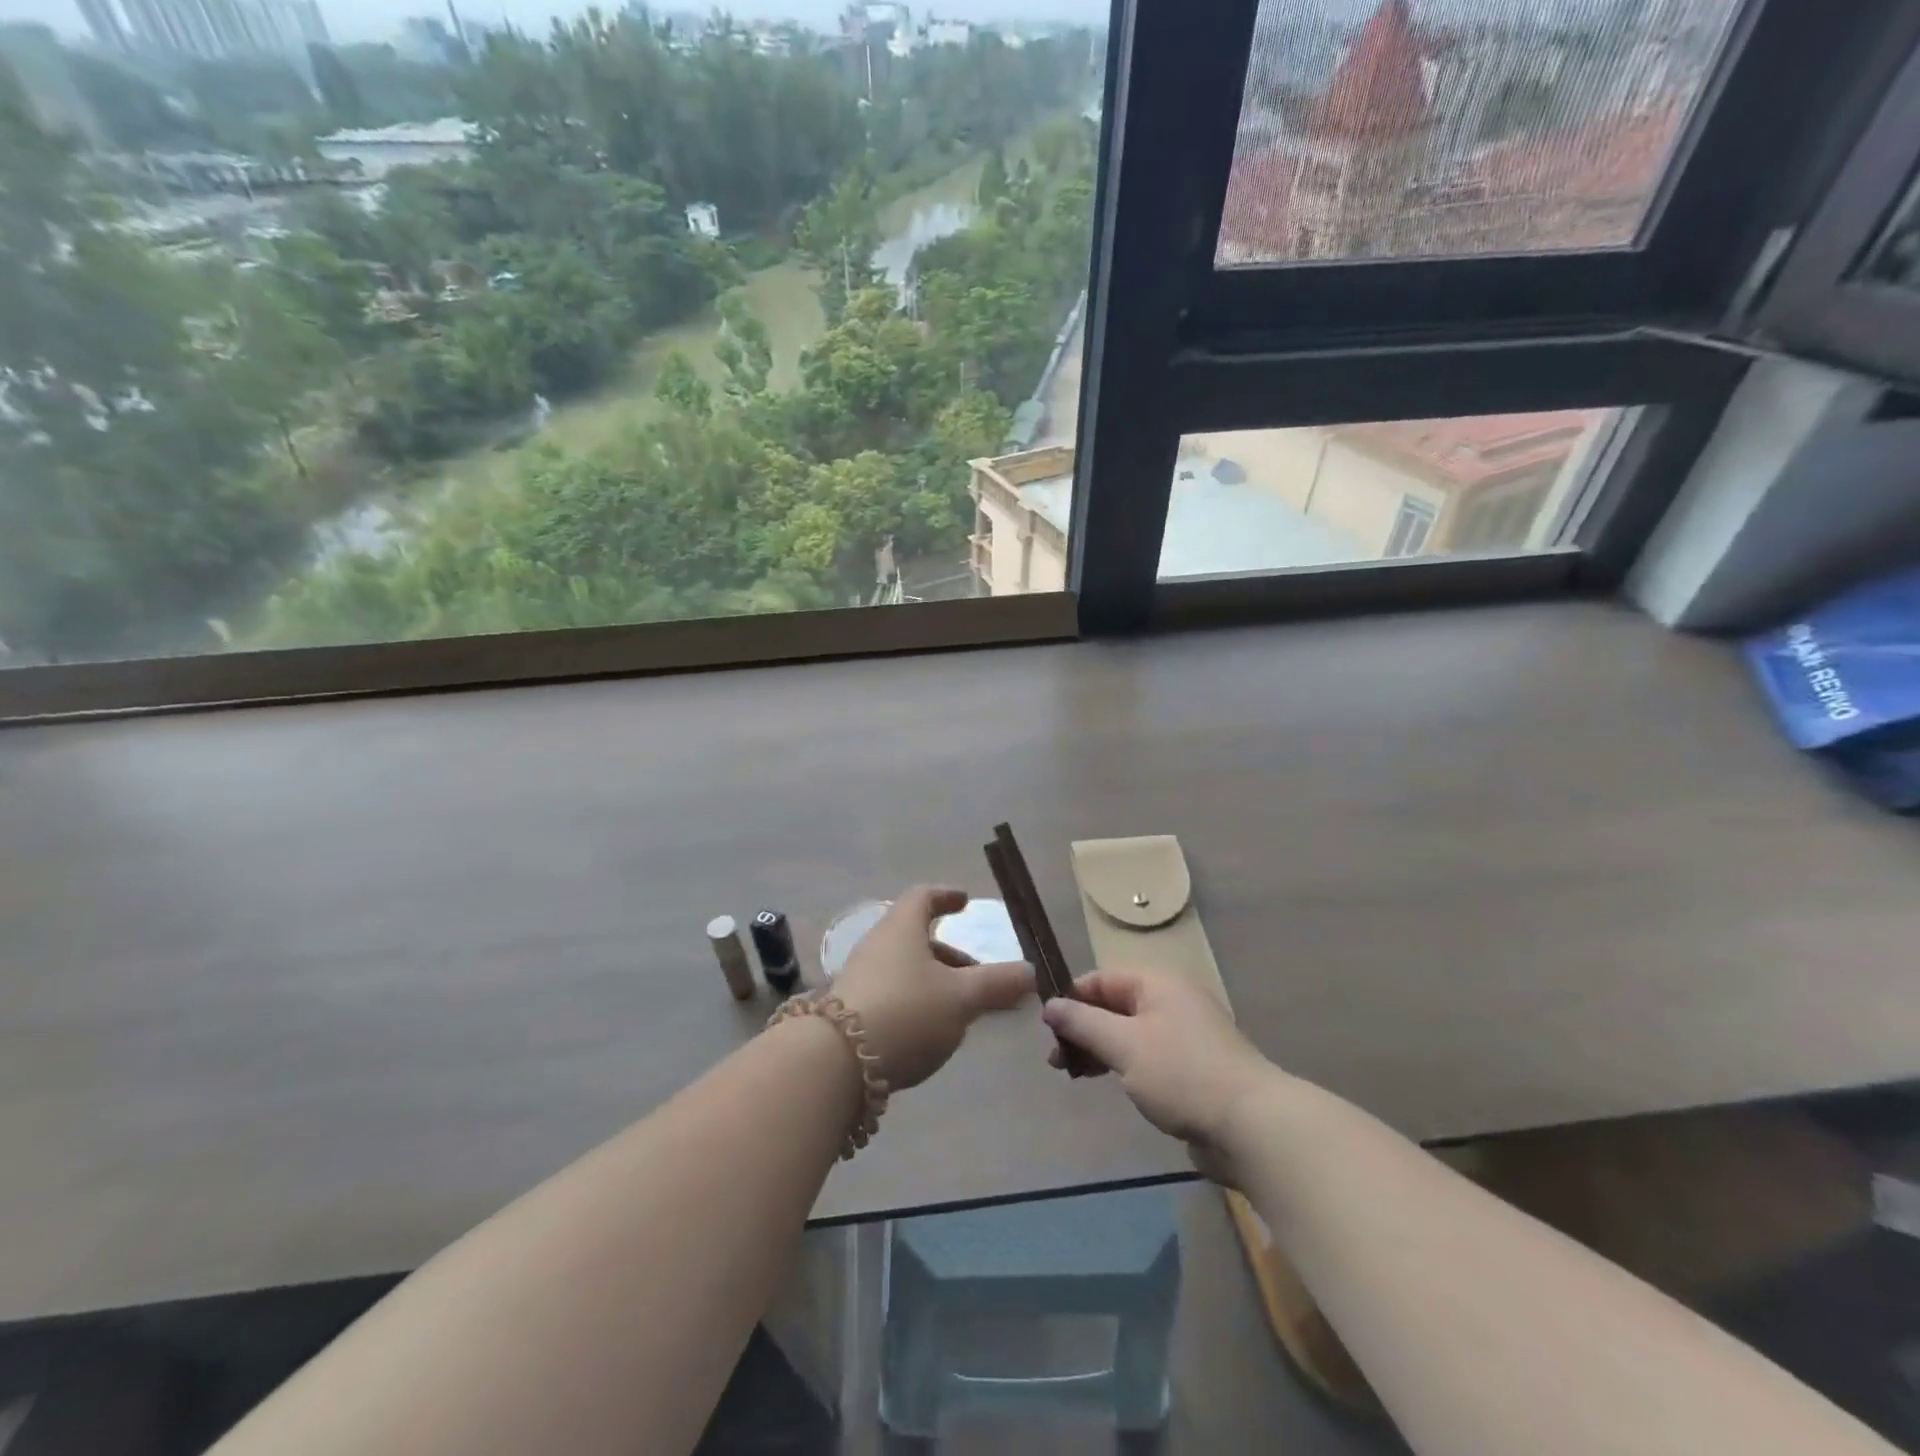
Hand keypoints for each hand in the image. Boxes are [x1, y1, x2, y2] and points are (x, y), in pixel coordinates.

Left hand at [831, 886, 1032, 1090]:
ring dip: (934, 983)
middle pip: (915, 938)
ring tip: (961, 1012)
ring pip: (904, 970)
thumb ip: (998, 984)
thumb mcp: (961, 998)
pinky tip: (930, 1034)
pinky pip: (892, 996)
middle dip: (949, 955)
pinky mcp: (849, 1013)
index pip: (923, 897)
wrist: (834, 1062)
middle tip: (977, 975)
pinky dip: (916, 1004)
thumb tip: (1031, 971)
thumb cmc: (906, 1011)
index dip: (946, 896)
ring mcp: (859, 979)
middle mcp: (877, 946)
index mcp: (902, 928)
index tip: (964, 902)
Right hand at [1042, 969, 1274, 1182]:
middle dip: (1082, 1030)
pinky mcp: (1194, 1069)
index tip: (1046, 1028)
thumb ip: (1083, 1023)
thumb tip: (1050, 1005)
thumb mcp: (1124, 1045)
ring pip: (1130, 1034)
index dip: (1072, 998)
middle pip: (1115, 1006)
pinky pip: (1148, 1057)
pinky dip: (1124, 1066)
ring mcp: (1186, 1036)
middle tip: (1056, 1061)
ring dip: (1100, 1050)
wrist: (1252, 1126)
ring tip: (1076, 1076)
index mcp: (1158, 984)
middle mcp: (1173, 1002)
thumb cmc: (1182, 1074)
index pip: (1102, 979)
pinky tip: (1113, 1085)